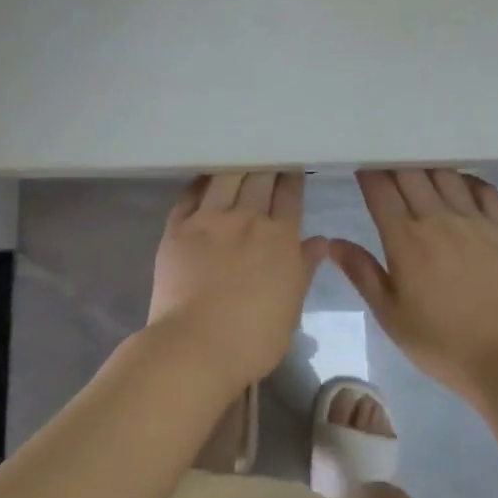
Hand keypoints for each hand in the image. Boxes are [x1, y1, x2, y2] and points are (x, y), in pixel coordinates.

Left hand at [147, 172, 327, 395]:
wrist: (195, 346)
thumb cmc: (252, 339)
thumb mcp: (291, 308)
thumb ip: (303, 269)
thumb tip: (320, 242)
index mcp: (280, 239)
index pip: (290, 196)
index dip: (291, 176)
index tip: (291, 163)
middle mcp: (247, 219)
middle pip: (259, 178)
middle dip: (266, 162)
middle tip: (266, 150)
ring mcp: (209, 220)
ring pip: (226, 177)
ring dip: (235, 164)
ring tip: (238, 154)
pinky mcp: (177, 227)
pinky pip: (190, 194)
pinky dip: (200, 182)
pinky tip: (204, 176)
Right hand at [331, 169, 497, 400]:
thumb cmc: (442, 341)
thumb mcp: (390, 315)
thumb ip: (362, 273)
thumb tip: (332, 243)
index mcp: (405, 239)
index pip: (380, 189)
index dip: (368, 171)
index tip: (361, 164)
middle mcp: (437, 219)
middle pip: (411, 172)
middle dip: (394, 161)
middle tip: (386, 161)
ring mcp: (474, 221)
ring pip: (446, 174)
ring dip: (428, 165)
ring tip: (419, 166)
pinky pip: (485, 189)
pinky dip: (467, 179)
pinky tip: (459, 183)